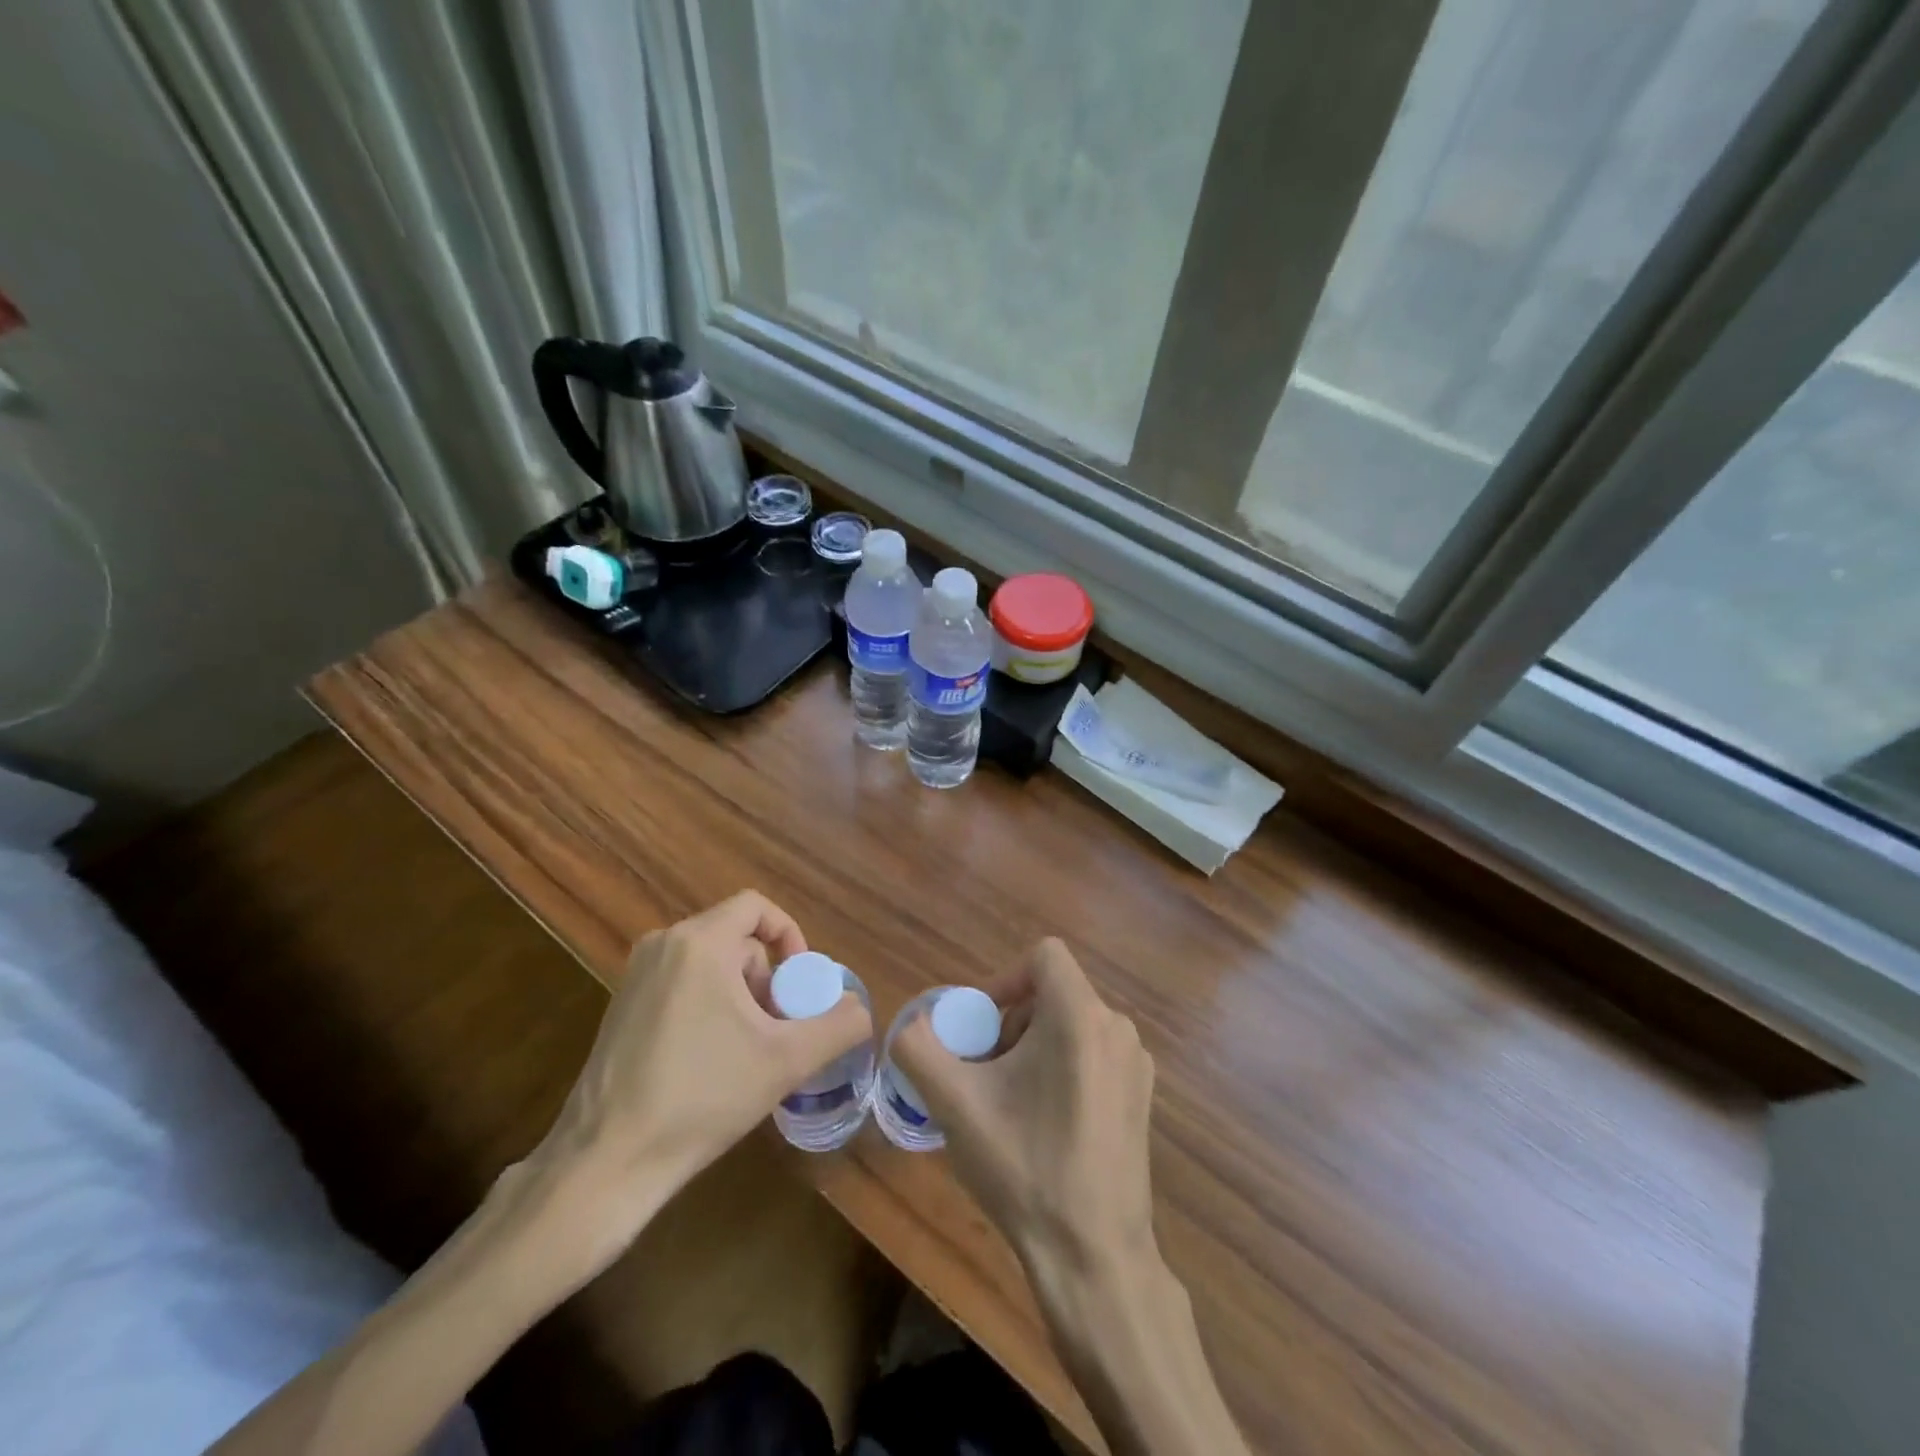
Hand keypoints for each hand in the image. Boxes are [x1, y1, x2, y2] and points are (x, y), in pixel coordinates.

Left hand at [531, 891, 871, 1255]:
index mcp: (699, 943)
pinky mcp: (621, 1005)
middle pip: (736, 940)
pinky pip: (682, 983)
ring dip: (740, 996)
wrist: (607, 1161)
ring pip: (710, 964)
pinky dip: (708, 1006)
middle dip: (767, 979)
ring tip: (748, 1050)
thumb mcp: (786, 1061)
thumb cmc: (701, 1098)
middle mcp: (663, 945)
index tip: (801, 983)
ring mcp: (636, 975)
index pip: (757, 908)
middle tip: (778, 1029)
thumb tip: (860, 1009)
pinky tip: (710, 1061)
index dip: (791, 935)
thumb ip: (837, 1026)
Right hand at [894, 938, 1156, 1282]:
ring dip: (1035, 1047)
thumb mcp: (956, 1104)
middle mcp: (1117, 1028)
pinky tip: (1045, 1124)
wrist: (1094, 1256)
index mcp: (1080, 1016)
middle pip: (1054, 993)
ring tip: (1011, 1101)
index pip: (1044, 955)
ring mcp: (1136, 1064)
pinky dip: (1064, 1067)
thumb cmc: (1025, 1167)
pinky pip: (1095, 1054)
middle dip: (1013, 1022)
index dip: (1004, 978)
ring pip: (1073, 1024)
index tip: (981, 1024)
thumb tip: (910, 1025)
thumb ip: (920, 1048)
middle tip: (986, 1072)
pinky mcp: (1143, 1096)